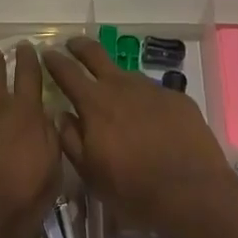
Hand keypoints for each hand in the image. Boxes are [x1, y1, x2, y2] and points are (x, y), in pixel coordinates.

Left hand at [0, 3, 61, 237]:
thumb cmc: (16, 207)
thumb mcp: (51, 174)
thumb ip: (50, 138)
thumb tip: (49, 114)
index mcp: (27, 113)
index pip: (32, 74)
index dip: (32, 59)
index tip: (32, 49)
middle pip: (2, 66)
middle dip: (6, 52)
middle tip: (7, 45)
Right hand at [42, 36, 237, 237]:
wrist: (192, 193)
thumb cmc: (133, 189)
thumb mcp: (90, 173)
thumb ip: (71, 139)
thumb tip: (62, 115)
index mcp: (95, 103)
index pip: (67, 72)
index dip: (54, 60)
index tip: (46, 52)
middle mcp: (122, 86)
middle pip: (96, 54)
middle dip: (80, 46)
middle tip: (72, 44)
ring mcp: (152, 89)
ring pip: (126, 74)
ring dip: (115, 78)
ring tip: (114, 93)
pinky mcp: (178, 98)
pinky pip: (153, 93)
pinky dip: (144, 99)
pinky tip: (149, 118)